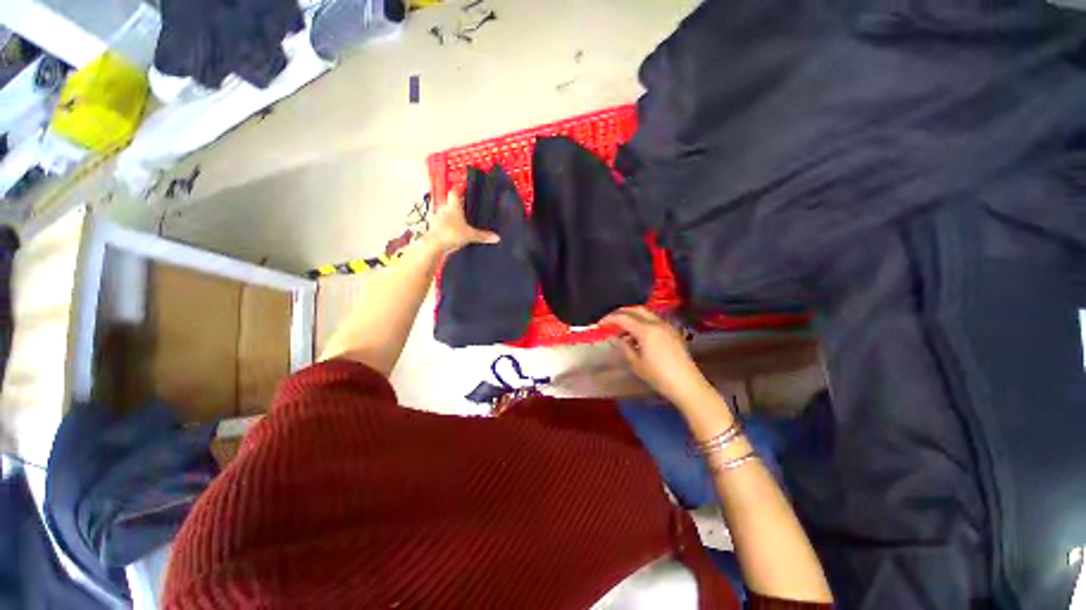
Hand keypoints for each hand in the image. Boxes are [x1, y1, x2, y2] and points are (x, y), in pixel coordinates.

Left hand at [426, 190, 499, 254]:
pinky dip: (442, 225)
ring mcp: (436, 218)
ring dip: (447, 215)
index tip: (462, 188)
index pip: (454, 192)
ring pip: (442, 212)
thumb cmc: (451, 234)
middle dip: (454, 204)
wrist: (434, 245)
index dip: (458, 189)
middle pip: (448, 202)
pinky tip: (448, 231)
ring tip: (455, 220)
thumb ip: (483, 236)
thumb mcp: (470, 235)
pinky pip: (438, 223)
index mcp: (453, 207)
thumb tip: (496, 237)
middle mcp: (443, 209)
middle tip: (461, 207)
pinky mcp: (431, 227)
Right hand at [603, 307, 713, 406]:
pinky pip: (654, 321)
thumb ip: (624, 346)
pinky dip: (642, 323)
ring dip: (632, 317)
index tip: (600, 324)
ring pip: (646, 314)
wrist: (687, 384)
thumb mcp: (636, 363)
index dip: (609, 319)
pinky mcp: (672, 332)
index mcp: (646, 330)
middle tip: (610, 321)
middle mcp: (657, 323)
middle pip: (636, 310)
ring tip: (622, 330)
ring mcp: (667, 326)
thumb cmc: (659, 376)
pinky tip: (637, 336)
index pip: (623, 318)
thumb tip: (614, 337)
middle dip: (621, 313)